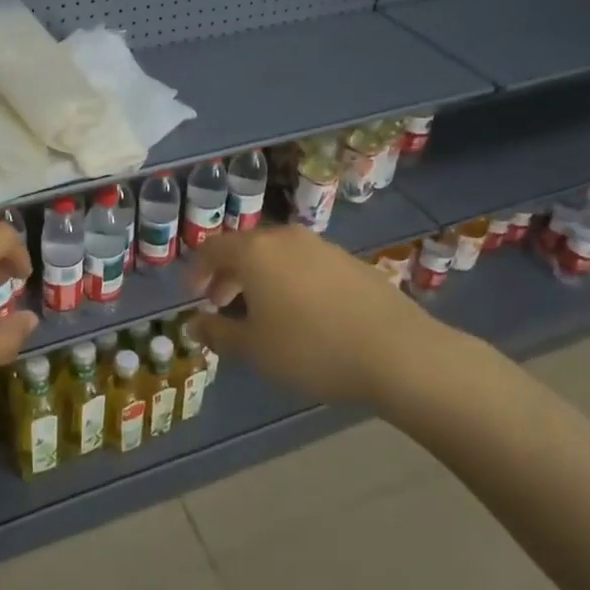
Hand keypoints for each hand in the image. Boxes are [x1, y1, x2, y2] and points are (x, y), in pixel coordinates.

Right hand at [185, 225, 473, 412]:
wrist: (397, 352)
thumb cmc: (311, 349)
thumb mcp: (255, 349)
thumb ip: (218, 334)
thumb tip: (193, 325)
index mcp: (255, 252)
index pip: (212, 248)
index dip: (197, 271)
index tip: (193, 295)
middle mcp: (286, 238)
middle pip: (245, 248)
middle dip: (228, 275)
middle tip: (221, 304)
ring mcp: (321, 246)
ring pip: (277, 255)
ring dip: (260, 278)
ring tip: (262, 312)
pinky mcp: (350, 261)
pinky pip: (305, 264)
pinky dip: (290, 280)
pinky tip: (302, 314)